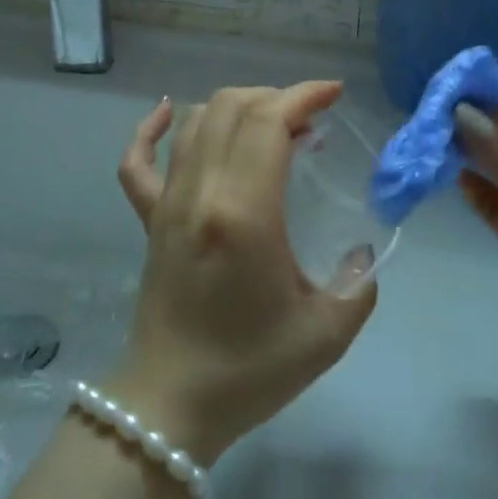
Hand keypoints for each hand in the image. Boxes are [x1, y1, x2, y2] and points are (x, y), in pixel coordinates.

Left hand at [111, 83, 378, 464]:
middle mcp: (200, 193)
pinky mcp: (149, 219)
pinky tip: (168, 113)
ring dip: (235, 106)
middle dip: (276, 97)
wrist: (171, 404)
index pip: (268, 122)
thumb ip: (358, 283)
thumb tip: (360, 251)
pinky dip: (150, 128)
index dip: (302, 96)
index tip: (333, 95)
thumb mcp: (326, 332)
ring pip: (193, 122)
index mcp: (244, 213)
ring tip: (269, 124)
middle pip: (231, 108)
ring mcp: (167, 203)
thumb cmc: (250, 370)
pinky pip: (137, 161)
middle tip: (309, 118)